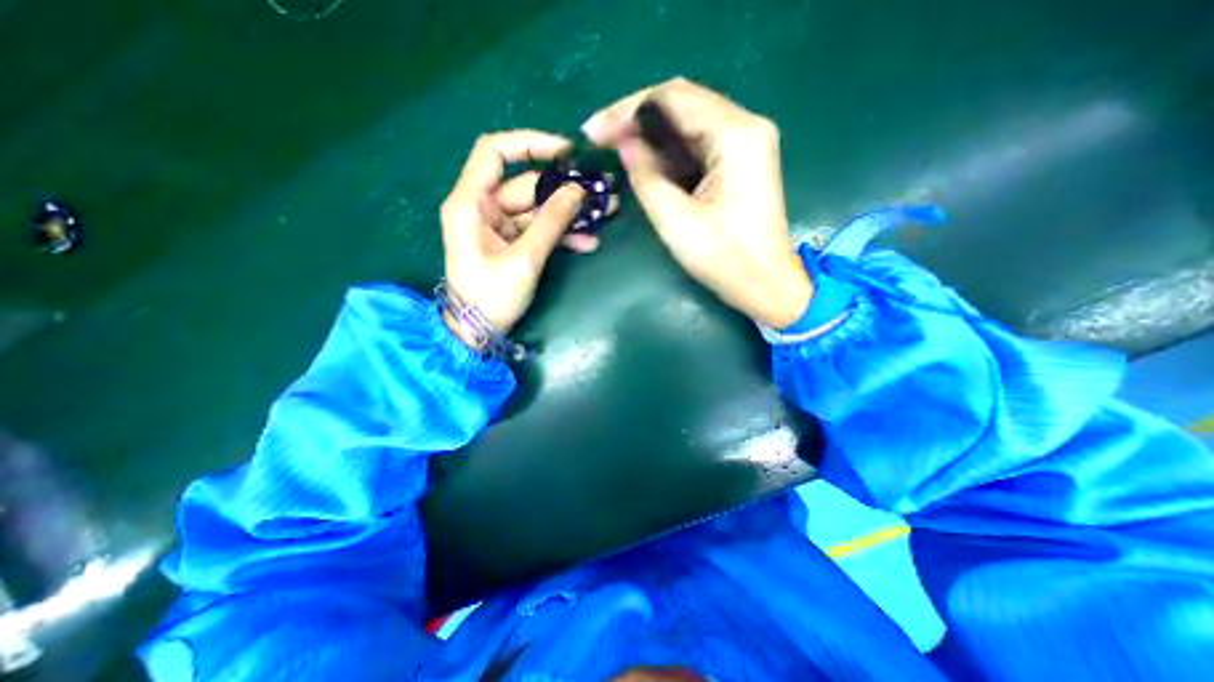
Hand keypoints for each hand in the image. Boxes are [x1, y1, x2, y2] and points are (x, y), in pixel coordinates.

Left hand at [442, 128, 601, 342]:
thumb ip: (551, 223)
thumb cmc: (491, 298)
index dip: (530, 144)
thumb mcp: (524, 260)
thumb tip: (579, 190)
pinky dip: (562, 234)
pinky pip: (539, 230)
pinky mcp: (512, 243)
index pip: (494, 151)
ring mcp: (500, 227)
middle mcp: (483, 207)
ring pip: (538, 209)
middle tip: (603, 189)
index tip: (566, 152)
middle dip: (566, 188)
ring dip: (570, 213)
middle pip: (527, 185)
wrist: (478, 332)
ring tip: (606, 213)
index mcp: (471, 203)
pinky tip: (587, 241)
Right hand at [579, 76, 807, 330]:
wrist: (766, 285)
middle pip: (682, 103)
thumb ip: (646, 176)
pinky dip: (669, 151)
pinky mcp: (742, 162)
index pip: (673, 98)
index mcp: (736, 135)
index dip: (627, 109)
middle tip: (600, 139)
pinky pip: (699, 143)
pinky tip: (647, 162)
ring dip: (651, 135)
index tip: (594, 132)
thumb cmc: (724, 259)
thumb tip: (624, 143)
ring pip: (689, 123)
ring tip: (616, 149)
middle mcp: (746, 126)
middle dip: (637, 118)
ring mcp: (747, 143)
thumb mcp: (676, 221)